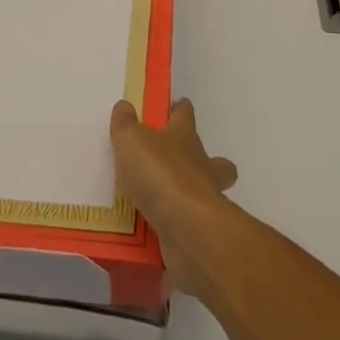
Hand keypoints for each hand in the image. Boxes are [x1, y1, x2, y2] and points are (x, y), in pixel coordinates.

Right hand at [111, 98, 237, 291]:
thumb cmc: (160, 173)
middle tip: (180, 164)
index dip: (181, 109)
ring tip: (164, 202)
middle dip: (204, 159)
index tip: (178, 105)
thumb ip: (125, 125)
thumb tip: (124, 106)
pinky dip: (177, 229)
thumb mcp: (131, 141)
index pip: (185, 115)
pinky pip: (189, 227)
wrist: (187, 227)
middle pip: (214, 159)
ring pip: (208, 193)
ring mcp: (206, 200)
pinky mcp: (201, 231)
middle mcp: (201, 166)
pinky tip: (157, 233)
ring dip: (192, 195)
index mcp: (185, 137)